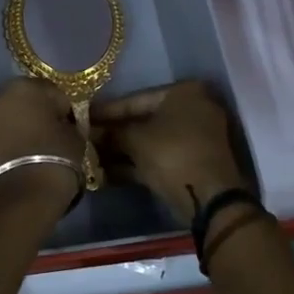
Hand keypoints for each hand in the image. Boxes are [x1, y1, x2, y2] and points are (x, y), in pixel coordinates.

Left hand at [0, 78, 86, 215]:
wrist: (20, 199)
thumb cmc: (55, 159)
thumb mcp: (76, 137)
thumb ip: (68, 123)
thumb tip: (62, 125)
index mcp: (25, 86)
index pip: (53, 92)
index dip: (64, 109)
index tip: (71, 127)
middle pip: (25, 101)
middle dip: (38, 115)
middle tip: (53, 137)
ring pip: (9, 119)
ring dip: (21, 129)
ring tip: (36, 152)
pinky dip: (8, 143)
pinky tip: (22, 161)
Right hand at [94, 80, 248, 225]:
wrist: (210, 200)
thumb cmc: (172, 154)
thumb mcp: (135, 140)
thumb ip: (112, 133)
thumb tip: (90, 132)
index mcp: (184, 93)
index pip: (135, 99)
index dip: (106, 111)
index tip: (82, 117)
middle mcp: (193, 109)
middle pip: (143, 120)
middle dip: (113, 133)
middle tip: (84, 139)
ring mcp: (195, 138)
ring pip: (150, 141)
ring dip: (121, 150)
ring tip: (90, 157)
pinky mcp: (193, 163)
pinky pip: (159, 157)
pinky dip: (135, 164)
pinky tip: (106, 173)